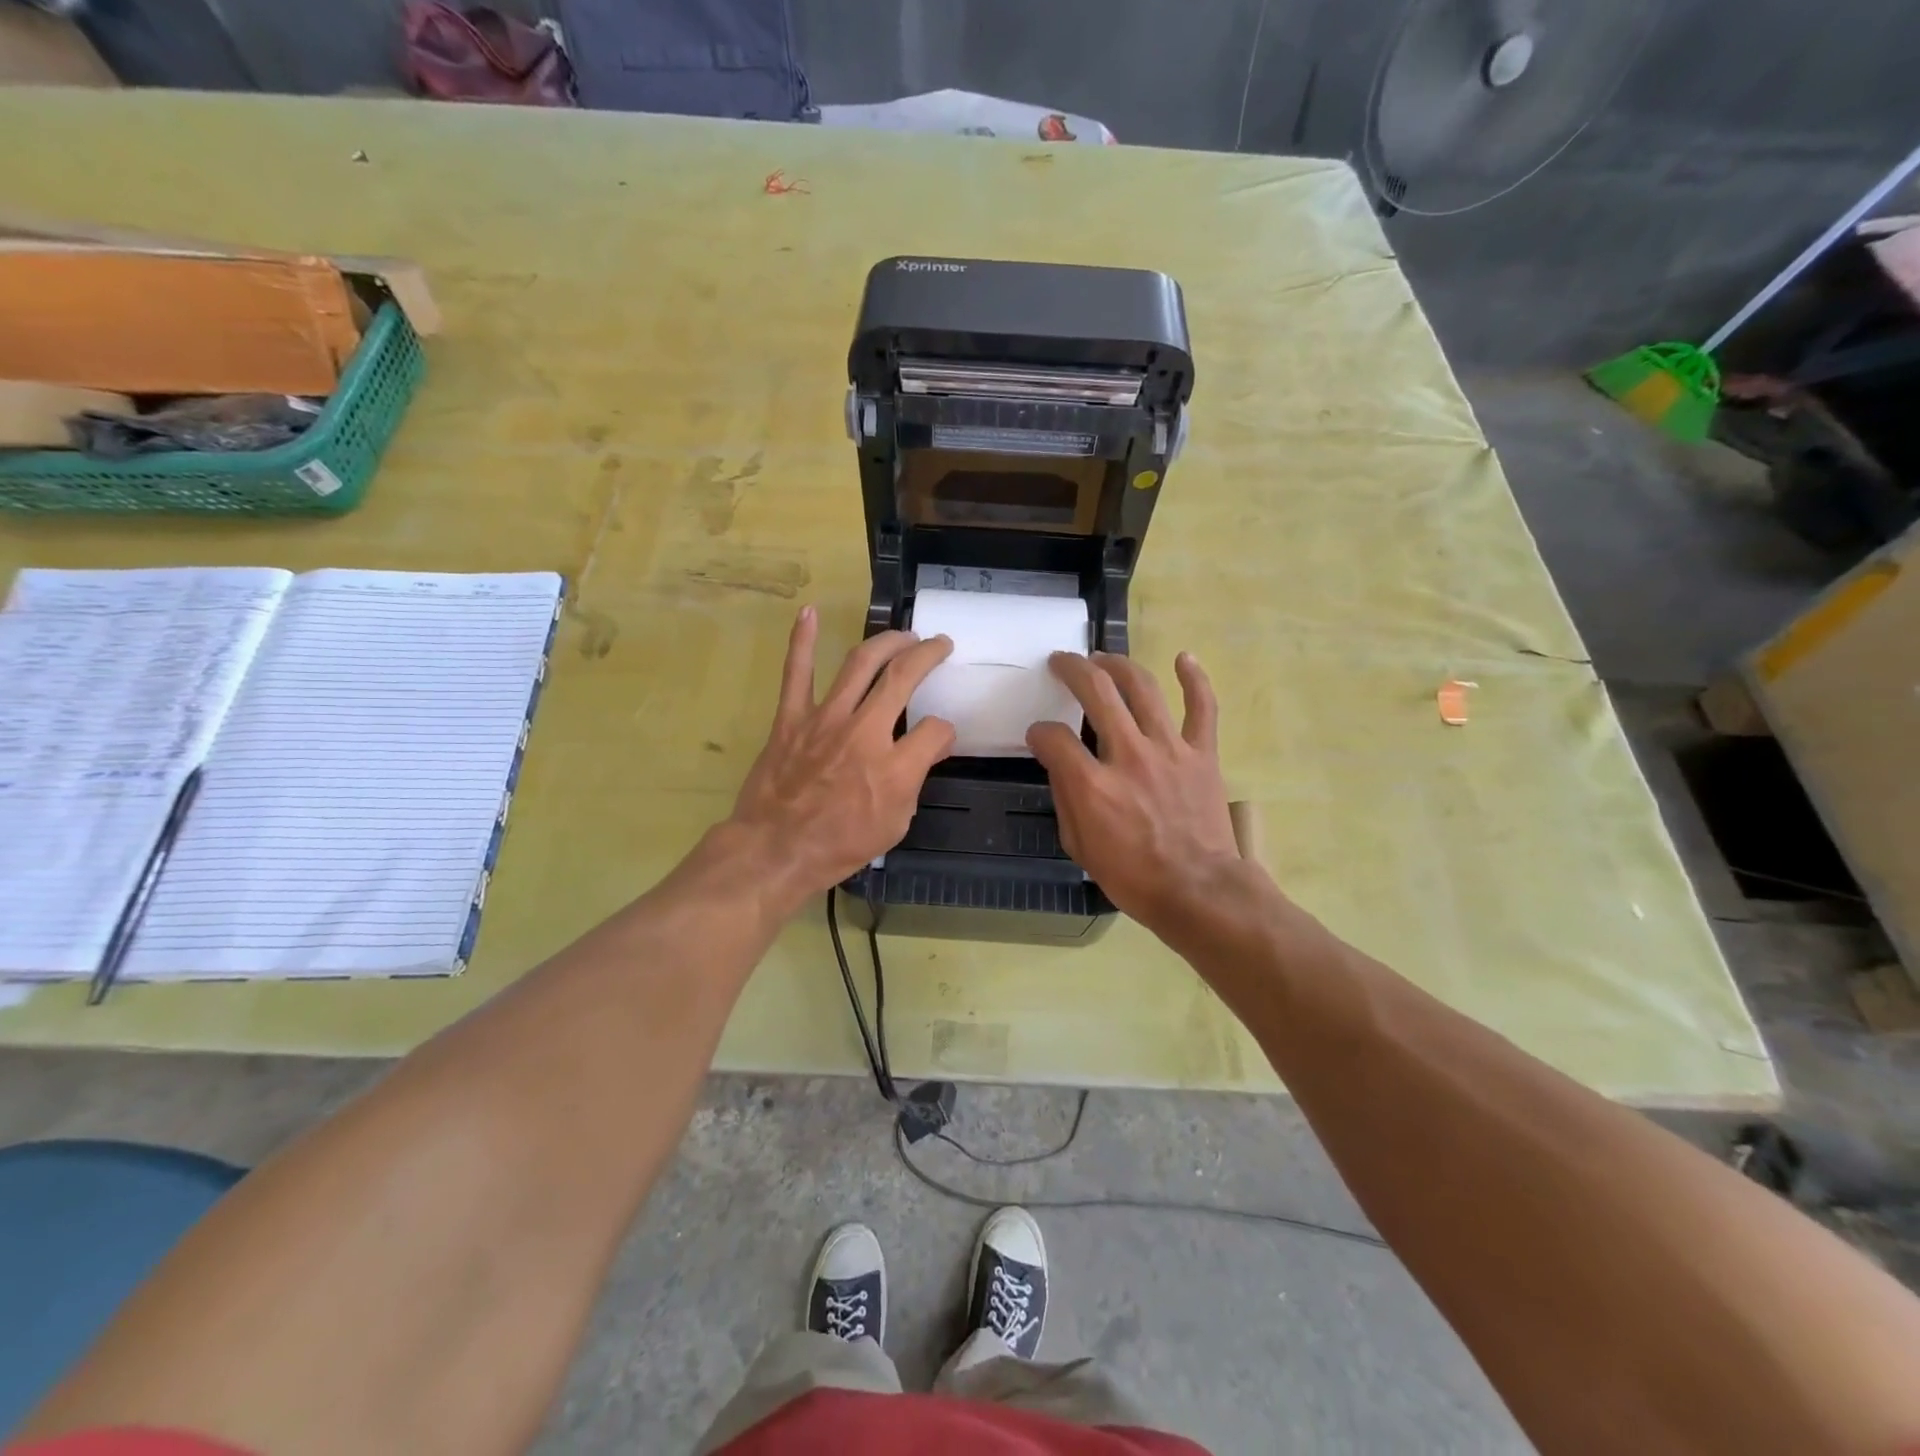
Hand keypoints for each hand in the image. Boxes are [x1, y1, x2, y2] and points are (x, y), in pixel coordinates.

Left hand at [726, 606, 955, 906]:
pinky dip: (802, 640)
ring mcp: (825, 719)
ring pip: (860, 663)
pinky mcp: (792, 718)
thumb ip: (915, 780)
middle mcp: (864, 732)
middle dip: (927, 655)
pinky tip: (809, 612)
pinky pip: (797, 673)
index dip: (945, 731)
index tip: (941, 736)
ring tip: (904, 635)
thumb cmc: (839, 845)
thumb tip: (930, 748)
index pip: (936, 729)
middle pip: (903, 677)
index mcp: (895, 766)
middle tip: (939, 645)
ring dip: (887, 642)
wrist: (775, 850)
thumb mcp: (894, 823)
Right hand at [1026, 651, 1242, 936]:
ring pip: (1143, 687)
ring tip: (1104, 659)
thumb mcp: (1079, 846)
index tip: (1039, 737)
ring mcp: (1170, 749)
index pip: (1054, 738)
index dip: (1039, 733)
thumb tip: (1062, 766)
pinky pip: (1202, 707)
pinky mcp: (1202, 754)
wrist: (1198, 891)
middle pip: (1097, 691)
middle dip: (1073, 669)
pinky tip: (1183, 657)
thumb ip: (1066, 799)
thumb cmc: (1133, 877)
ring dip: (1119, 664)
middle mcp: (1128, 755)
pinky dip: (1195, 679)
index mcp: (1092, 784)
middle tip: (1062, 662)